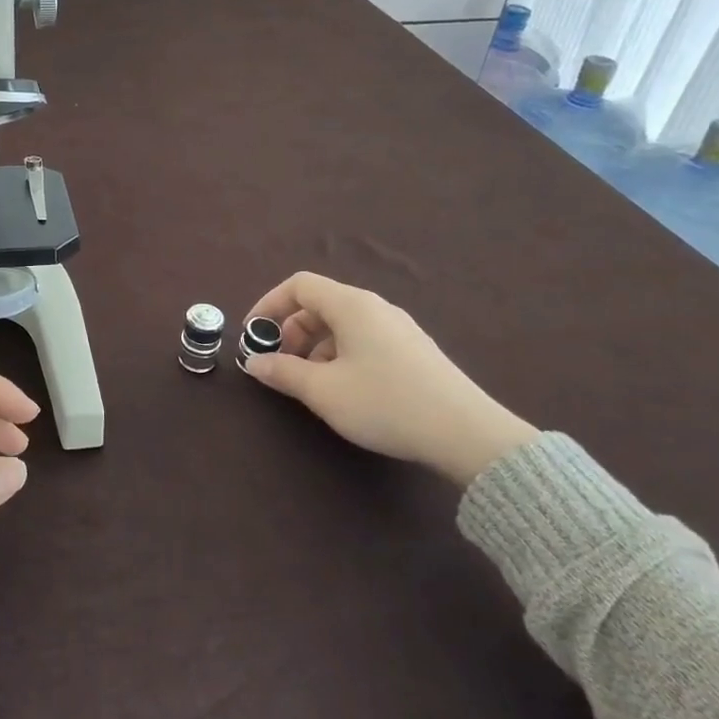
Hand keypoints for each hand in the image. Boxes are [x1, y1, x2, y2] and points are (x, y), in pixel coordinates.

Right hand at [242, 272, 536, 486]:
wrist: (465, 432)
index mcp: (351, 305)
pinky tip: (345, 390)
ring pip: (342, 325)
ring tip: (310, 384)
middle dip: (291, 331)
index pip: (299, 285)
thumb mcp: (323, 391)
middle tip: (281, 366)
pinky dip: (340, 355)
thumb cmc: (384, 402)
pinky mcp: (413, 350)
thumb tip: (254, 362)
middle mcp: (375, 307)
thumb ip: (283, 373)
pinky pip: (363, 339)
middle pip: (320, 304)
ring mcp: (398, 327)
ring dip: (315, 347)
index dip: (269, 305)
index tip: (253, 336)